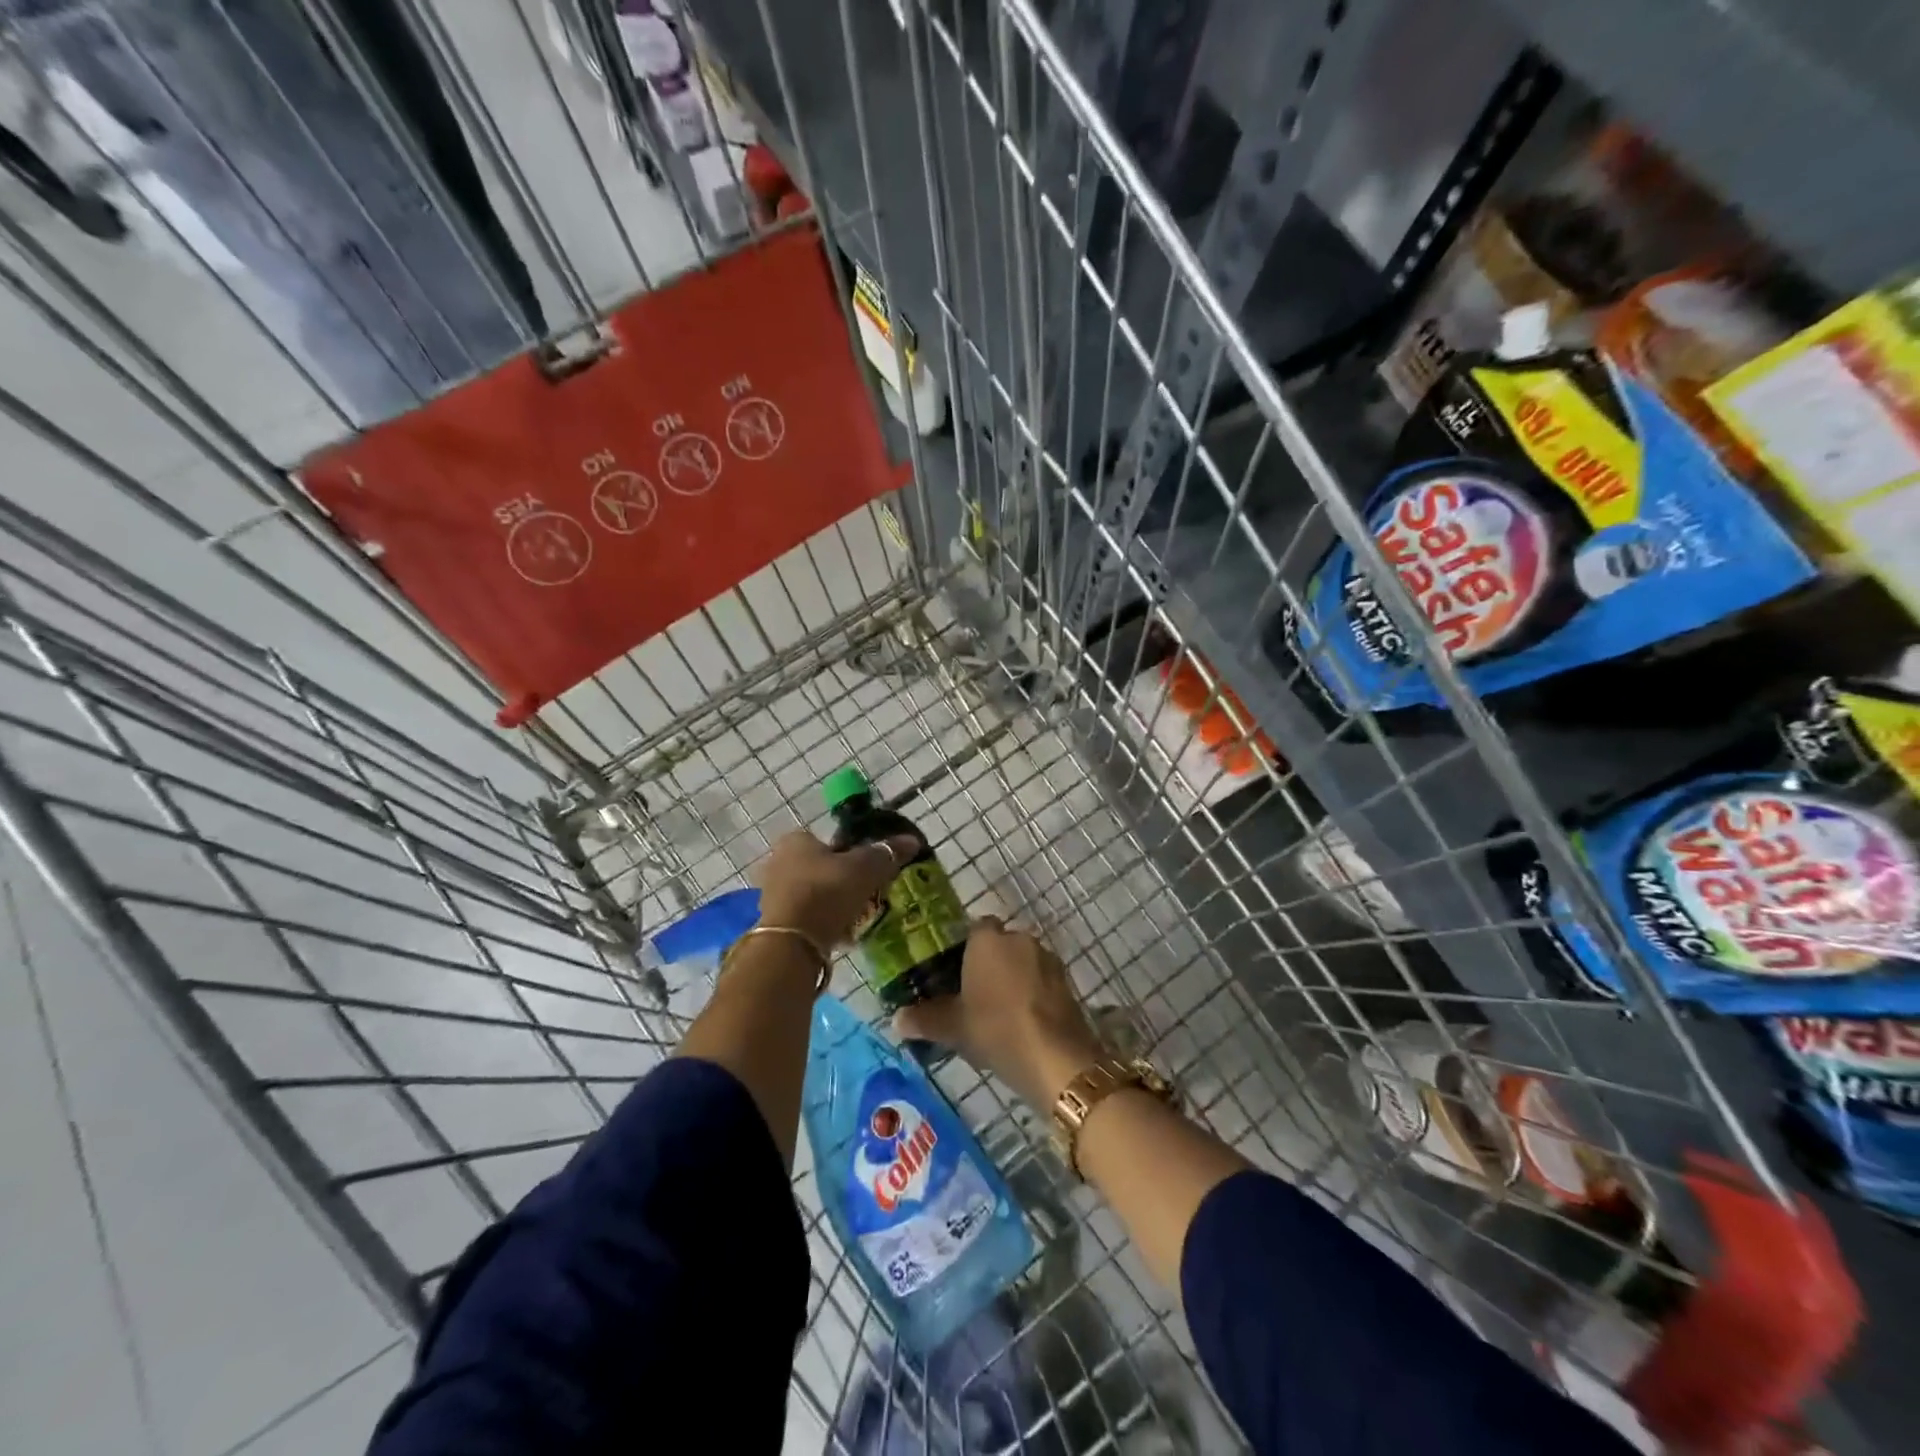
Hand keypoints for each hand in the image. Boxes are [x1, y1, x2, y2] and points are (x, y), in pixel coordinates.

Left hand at [756, 829, 918, 947]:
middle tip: (867, 895)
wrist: (792, 942)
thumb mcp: (865, 868)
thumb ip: (888, 853)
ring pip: (814, 893)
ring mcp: (773, 894)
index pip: (829, 840)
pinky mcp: (775, 923)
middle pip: (821, 867)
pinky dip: (824, 922)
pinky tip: (842, 934)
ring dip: (834, 903)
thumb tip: (912, 841)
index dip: (851, 853)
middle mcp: (779, 862)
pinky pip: (807, 916)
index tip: (869, 871)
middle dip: (843, 881)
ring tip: (858, 917)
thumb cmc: (826, 891)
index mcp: (796, 840)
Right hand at [893, 919, 1104, 1107]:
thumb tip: (897, 1019)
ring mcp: (1048, 959)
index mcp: (988, 940)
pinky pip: (1042, 981)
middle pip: (1001, 944)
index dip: (966, 947)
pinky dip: (1033, 994)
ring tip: (1000, 1012)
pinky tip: (1024, 1021)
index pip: (975, 928)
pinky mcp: (1067, 983)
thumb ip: (925, 1019)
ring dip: (1014, 978)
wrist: (1054, 1057)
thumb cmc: (995, 1029)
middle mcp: (1020, 939)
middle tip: (974, 994)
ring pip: (1024, 961)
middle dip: (991, 963)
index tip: (956, 972)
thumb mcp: (953, 1027)